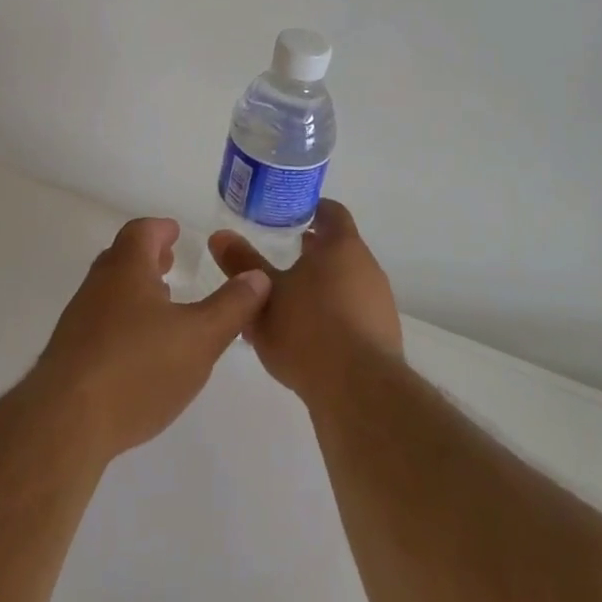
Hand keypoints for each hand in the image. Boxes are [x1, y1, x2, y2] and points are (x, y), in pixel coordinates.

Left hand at [35, 217, 270, 460]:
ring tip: (162, 309)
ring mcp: (78, 321)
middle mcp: (98, 285)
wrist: (65, 423)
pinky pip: (100, 324)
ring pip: (110, 292)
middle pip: (122, 258)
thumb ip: (232, 306)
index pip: (142, 231)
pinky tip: (139, 353)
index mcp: (127, 268)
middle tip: (170, 264)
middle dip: (148, 258)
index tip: (176, 233)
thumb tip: (257, 275)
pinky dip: (122, 322)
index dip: (161, 229)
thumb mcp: (201, 337)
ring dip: (135, 292)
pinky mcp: (69, 356)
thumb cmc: (138, 368)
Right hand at [209, 199, 401, 406]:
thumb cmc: (308, 328)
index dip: (311, 210)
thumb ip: (242, 262)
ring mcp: (379, 304)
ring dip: (321, 286)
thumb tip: (220, 235)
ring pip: (346, 283)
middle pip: (339, 249)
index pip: (332, 212)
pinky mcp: (382, 338)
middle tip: (280, 255)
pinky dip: (331, 316)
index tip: (288, 215)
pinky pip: (352, 314)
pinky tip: (306, 338)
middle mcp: (367, 268)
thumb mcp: (264, 293)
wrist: (358, 391)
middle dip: (312, 252)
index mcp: (342, 246)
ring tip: (288, 301)